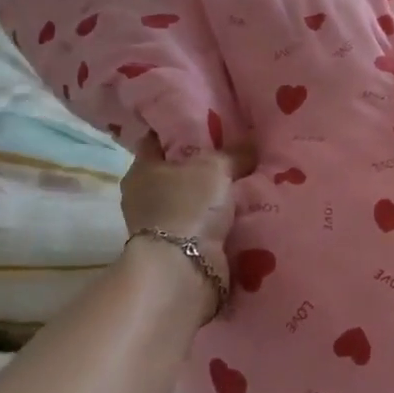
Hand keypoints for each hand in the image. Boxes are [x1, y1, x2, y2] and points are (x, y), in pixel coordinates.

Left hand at [120, 135, 253, 310]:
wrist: (183, 270)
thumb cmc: (188, 206)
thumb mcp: (216, 168)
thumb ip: (234, 153)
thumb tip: (251, 142)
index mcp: (142, 169)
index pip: (158, 139)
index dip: (181, 128)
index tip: (208, 122)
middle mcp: (145, 196)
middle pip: (178, 171)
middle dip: (204, 164)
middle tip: (237, 151)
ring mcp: (160, 226)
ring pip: (192, 200)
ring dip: (214, 197)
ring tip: (247, 181)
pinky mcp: (178, 250)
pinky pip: (203, 226)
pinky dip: (218, 222)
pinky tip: (243, 211)